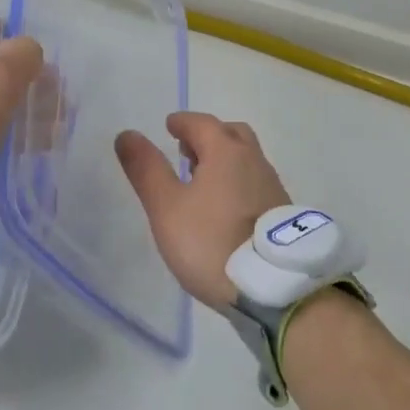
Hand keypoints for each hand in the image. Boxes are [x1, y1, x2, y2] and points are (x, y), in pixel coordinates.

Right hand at [114, 112, 289, 308]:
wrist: (273, 288)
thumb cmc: (211, 241)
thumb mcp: (167, 207)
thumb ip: (147, 169)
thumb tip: (127, 134)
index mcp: (226, 152)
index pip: (202, 123)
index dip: (183, 122)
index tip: (170, 125)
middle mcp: (254, 160)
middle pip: (231, 134)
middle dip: (208, 135)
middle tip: (188, 150)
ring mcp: (272, 187)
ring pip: (247, 158)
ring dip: (225, 159)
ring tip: (204, 180)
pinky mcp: (282, 213)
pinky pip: (256, 182)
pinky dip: (239, 181)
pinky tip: (227, 207)